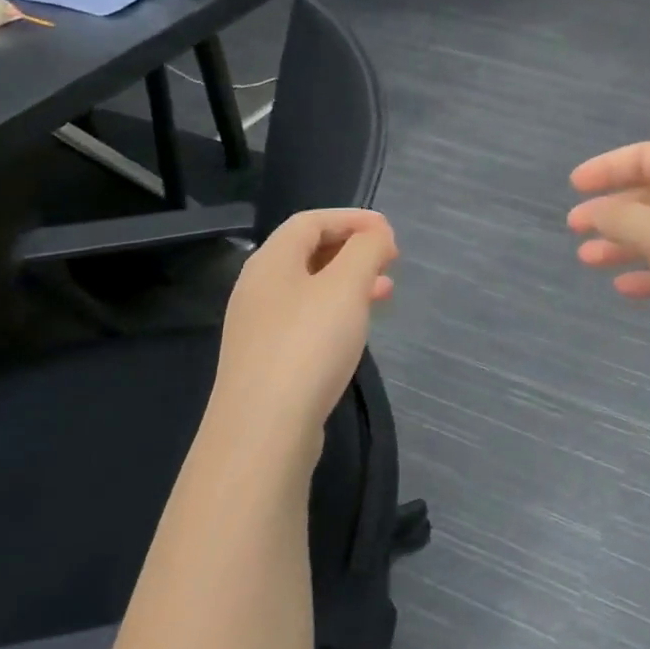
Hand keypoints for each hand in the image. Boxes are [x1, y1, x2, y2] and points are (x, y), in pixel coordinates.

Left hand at [210, 209, 396, 476]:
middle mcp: (258, 288)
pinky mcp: (267, 361)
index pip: (310, 221)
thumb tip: (377, 234)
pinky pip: (306, 319)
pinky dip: (336, 312)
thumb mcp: (346, 287)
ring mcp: (259, 327)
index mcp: (270, 262)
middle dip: (352, 250)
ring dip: (348, 282)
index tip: (389, 230)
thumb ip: (366, 250)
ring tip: (385, 292)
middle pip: (307, 253)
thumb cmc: (308, 345)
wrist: (264, 430)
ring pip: (309, 289)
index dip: (351, 218)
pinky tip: (356, 330)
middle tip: (390, 259)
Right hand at [568, 142, 649, 373]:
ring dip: (622, 244)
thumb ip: (624, 220)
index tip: (574, 186)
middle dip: (611, 209)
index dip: (608, 166)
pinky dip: (647, 275)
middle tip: (574, 228)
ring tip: (587, 260)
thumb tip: (595, 212)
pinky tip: (624, 288)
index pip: (648, 157)